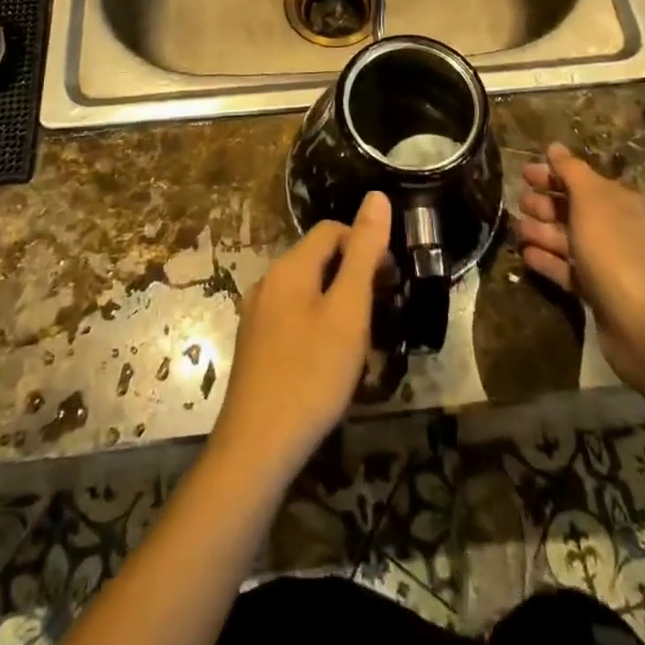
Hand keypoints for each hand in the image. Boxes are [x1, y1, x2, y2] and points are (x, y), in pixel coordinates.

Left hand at [211, 191, 390, 481]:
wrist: (257, 447)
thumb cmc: (311, 374)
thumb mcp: (349, 311)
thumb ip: (364, 252)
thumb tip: (377, 197)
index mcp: (289, 267)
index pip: (332, 230)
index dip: (365, 245)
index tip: (391, 280)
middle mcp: (268, 281)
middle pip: (317, 258)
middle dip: (353, 274)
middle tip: (383, 310)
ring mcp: (256, 314)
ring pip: (306, 289)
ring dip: (337, 301)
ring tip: (362, 337)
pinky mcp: (254, 345)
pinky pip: (292, 316)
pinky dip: (317, 322)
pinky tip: (329, 359)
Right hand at [514, 144, 644, 392]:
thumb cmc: (616, 253)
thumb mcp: (591, 202)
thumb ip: (571, 172)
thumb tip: (554, 146)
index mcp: (618, 202)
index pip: (580, 179)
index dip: (552, 173)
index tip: (522, 173)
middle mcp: (614, 227)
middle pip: (573, 208)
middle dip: (544, 203)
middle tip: (518, 201)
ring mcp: (607, 261)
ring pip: (567, 239)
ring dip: (541, 231)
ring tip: (517, 230)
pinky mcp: (598, 292)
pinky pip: (567, 269)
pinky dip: (547, 261)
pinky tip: (526, 257)